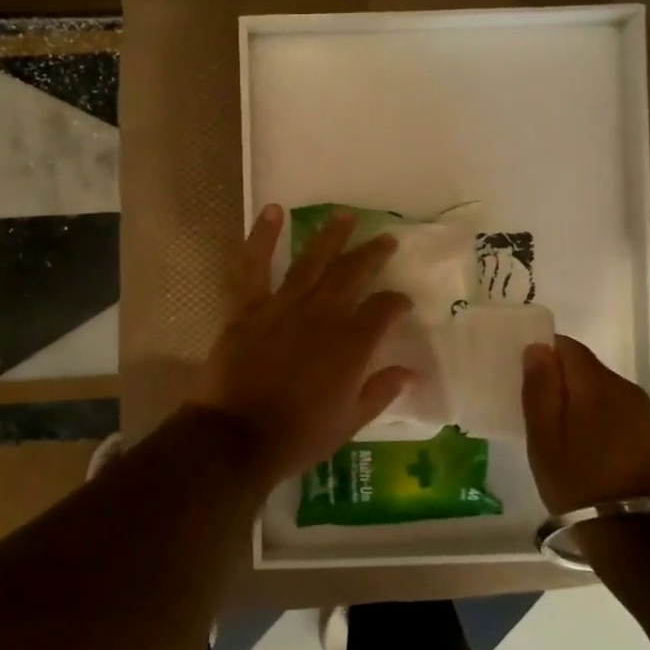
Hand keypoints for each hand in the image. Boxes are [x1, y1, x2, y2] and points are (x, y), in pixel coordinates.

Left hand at [190, 206, 414, 482]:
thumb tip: (410, 372)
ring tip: (345, 215)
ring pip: (312, 261)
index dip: (397, 302)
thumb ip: (381, 391)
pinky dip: (262, 237)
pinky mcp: (248, 308)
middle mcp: (323, 314)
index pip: (384, 309)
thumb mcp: (350, 422)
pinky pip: (254, 267)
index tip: (402, 302)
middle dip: (372, 255)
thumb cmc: (299, 436)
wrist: (238, 438)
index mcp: (352, 343)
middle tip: (386, 239)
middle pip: (353, 274)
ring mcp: (284, 306)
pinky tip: (273, 211)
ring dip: (330, 236)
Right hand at [522, 336, 649, 514]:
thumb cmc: (580, 482)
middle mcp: (623, 386)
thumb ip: (539, 389)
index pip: (565, 346)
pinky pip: (610, 409)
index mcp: (596, 382)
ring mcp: (639, 410)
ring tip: (552, 429)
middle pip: (582, 366)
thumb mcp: (544, 438)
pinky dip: (591, 416)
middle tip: (530, 407)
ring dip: (574, 400)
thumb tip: (537, 348)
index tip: (521, 376)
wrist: (637, 535)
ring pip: (597, 388)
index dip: (541, 353)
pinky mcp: (647, 433)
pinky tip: (577, 443)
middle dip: (557, 379)